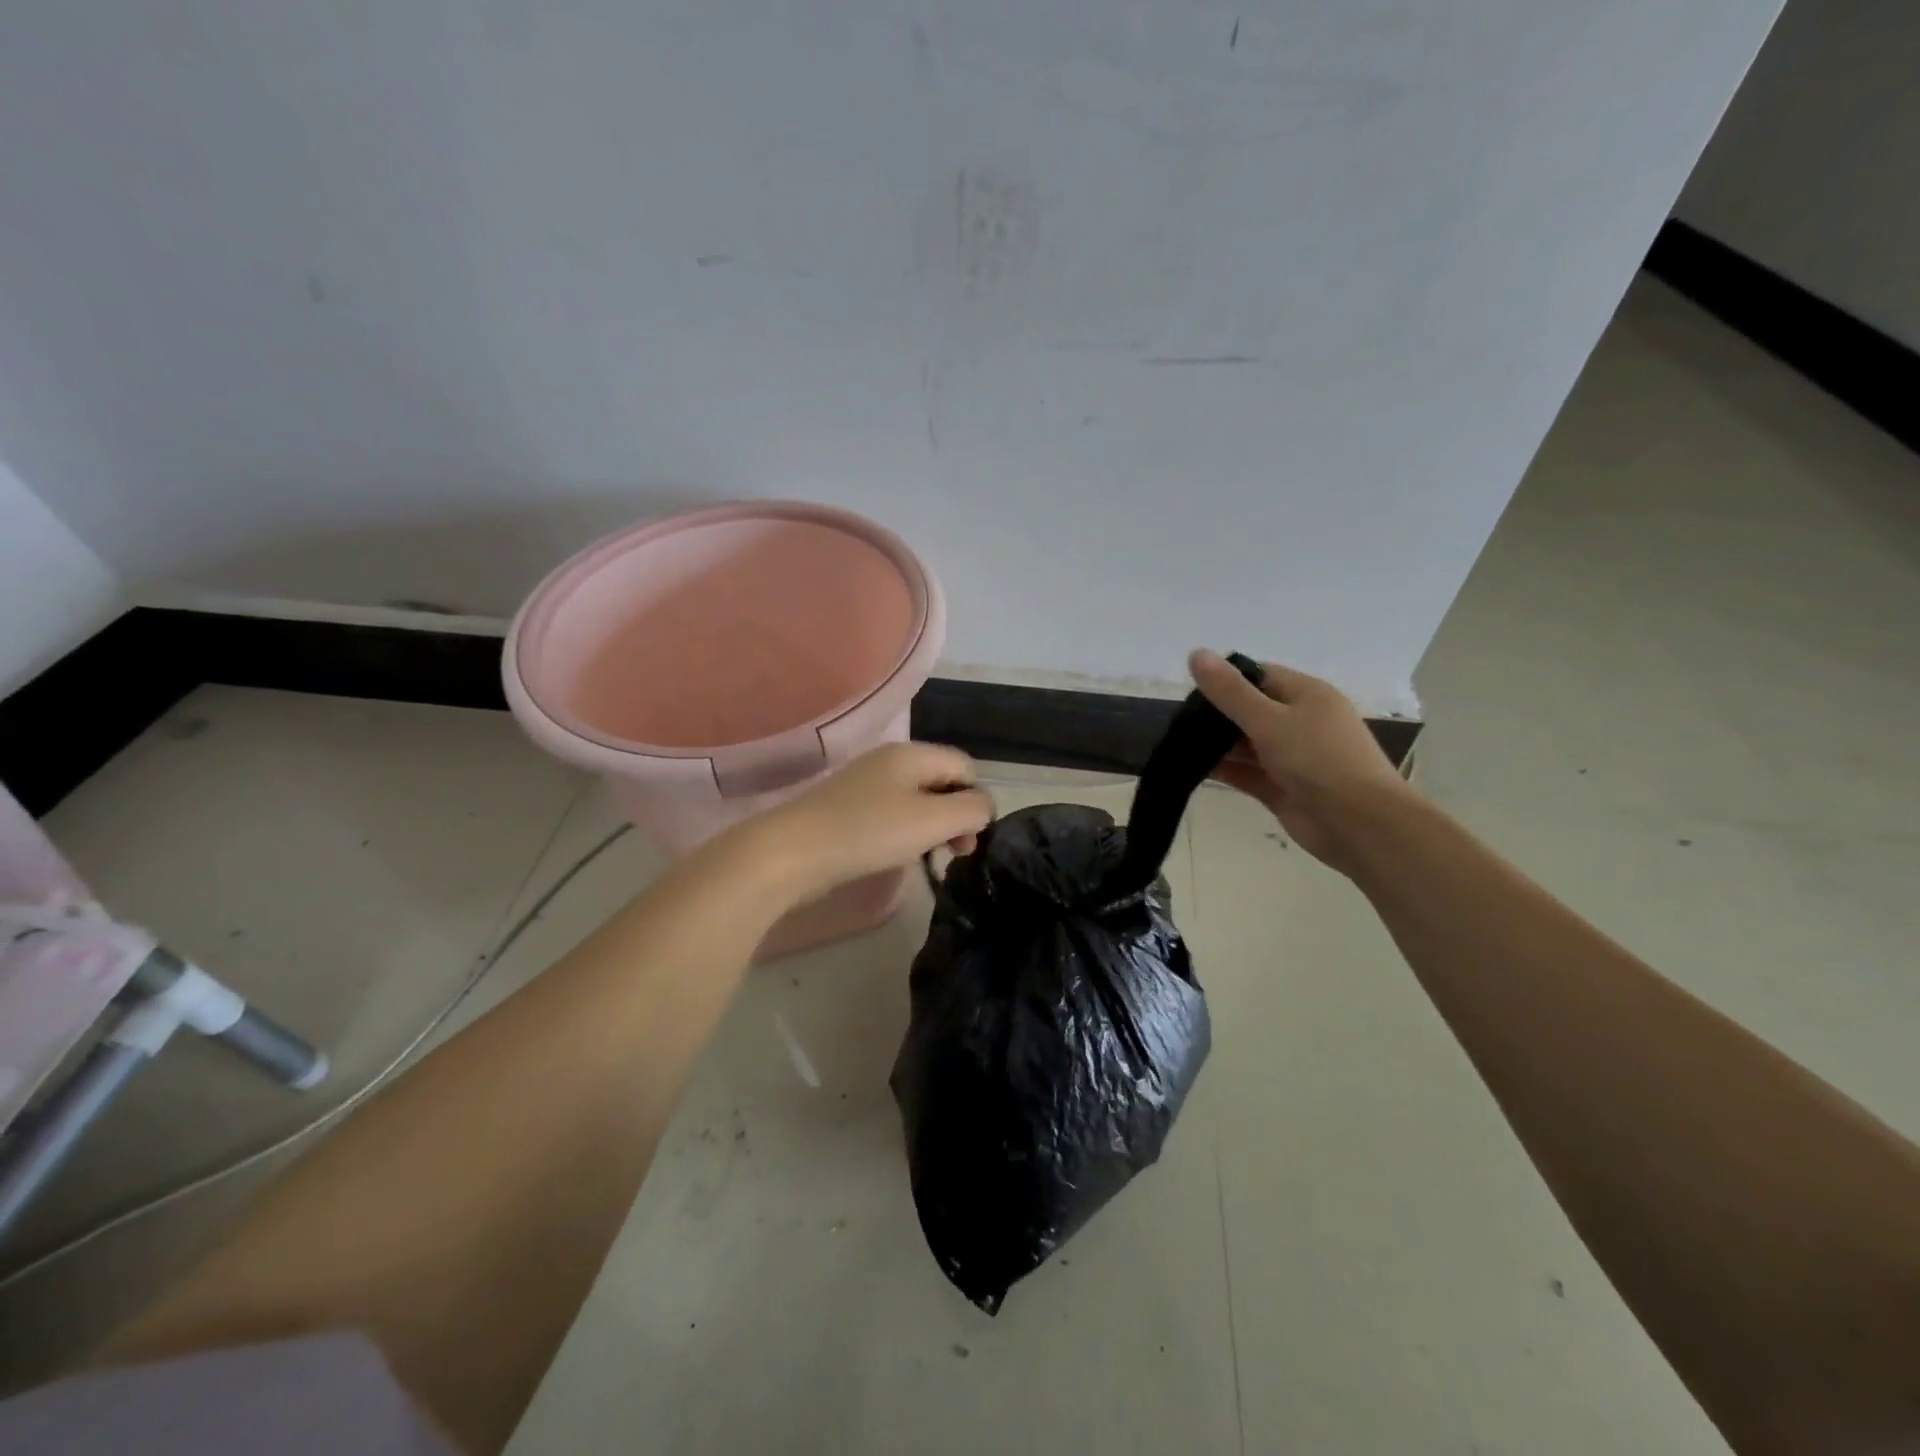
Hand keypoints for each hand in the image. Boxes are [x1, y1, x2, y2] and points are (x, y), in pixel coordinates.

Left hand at [750, 742, 993, 903]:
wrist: (791, 852)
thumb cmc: (869, 832)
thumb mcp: (931, 820)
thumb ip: (970, 810)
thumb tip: (983, 808)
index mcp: (912, 753)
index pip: (965, 765)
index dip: (976, 799)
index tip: (970, 838)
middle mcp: (889, 760)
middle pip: (941, 781)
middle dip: (956, 815)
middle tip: (956, 853)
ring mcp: (865, 784)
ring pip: (917, 799)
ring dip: (932, 826)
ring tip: (929, 856)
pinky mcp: (847, 808)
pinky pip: (891, 813)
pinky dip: (904, 832)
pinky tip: (896, 854)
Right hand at [1189, 649, 1413, 871]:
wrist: (1360, 824)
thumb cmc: (1318, 759)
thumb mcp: (1269, 719)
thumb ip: (1230, 691)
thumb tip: (1195, 652)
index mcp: (1306, 695)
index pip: (1259, 676)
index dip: (1225, 679)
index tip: (1189, 689)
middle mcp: (1300, 722)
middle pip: (1250, 710)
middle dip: (1215, 714)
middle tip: (1176, 720)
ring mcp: (1291, 758)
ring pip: (1246, 744)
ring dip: (1215, 744)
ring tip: (1175, 743)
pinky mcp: (1281, 788)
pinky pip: (1246, 773)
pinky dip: (1222, 770)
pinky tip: (1190, 768)